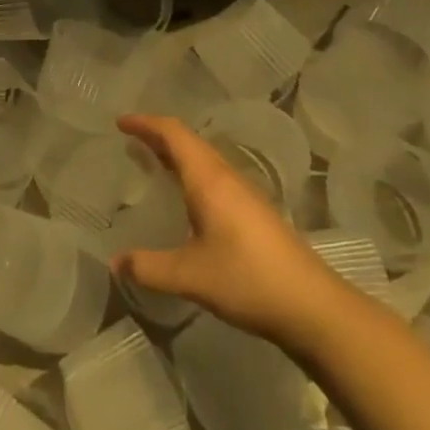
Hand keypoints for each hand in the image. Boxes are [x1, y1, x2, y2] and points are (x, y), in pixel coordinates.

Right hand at [114, 113, 358, 353]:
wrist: (314, 307)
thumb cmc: (248, 280)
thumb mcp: (190, 277)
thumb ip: (149, 267)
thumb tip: (115, 262)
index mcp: (209, 179)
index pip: (173, 133)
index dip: (145, 123)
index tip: (120, 122)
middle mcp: (226, 177)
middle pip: (188, 141)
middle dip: (157, 135)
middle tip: (130, 140)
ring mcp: (245, 194)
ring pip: (203, 158)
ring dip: (176, 153)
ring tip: (152, 162)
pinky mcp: (255, 212)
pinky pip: (215, 176)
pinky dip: (191, 172)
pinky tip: (187, 199)